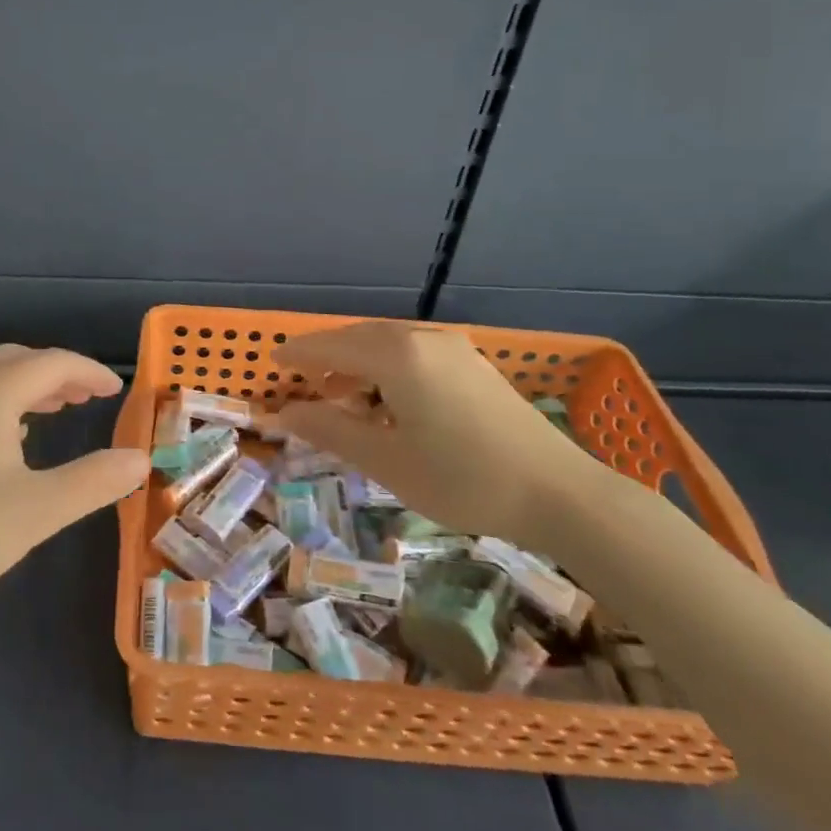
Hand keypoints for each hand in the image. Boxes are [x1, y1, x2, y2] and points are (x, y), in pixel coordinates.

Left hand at [0, 346, 146, 626]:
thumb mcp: (37, 511)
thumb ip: (94, 481)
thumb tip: (141, 459)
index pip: (54, 362)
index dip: (90, 372)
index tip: (117, 389)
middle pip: (19, 360)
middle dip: (59, 373)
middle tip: (88, 397)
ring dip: (27, 385)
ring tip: (56, 409)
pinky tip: (6, 437)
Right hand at [273, 322, 605, 547]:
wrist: (559, 493)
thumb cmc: (462, 479)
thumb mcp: (386, 460)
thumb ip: (330, 430)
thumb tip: (284, 413)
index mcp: (396, 356)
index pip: (331, 347)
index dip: (298, 355)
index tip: (272, 364)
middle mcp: (422, 338)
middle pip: (358, 338)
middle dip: (326, 358)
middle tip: (302, 384)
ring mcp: (453, 347)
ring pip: (387, 343)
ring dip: (358, 363)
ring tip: (342, 397)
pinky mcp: (473, 363)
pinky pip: (413, 352)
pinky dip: (387, 367)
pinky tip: (388, 400)